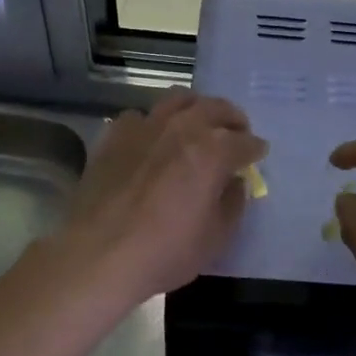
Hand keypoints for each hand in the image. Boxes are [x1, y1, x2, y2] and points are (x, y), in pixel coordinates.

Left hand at [57, 90, 266, 305]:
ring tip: (198, 124)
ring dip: (195, 109)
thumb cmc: (165, 252)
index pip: (245, 141)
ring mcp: (145, 127)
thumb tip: (233, 183)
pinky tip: (152, 140)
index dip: (255, 149)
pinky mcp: (114, 136)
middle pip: (215, 108)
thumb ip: (232, 204)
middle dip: (231, 118)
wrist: (98, 256)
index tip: (258, 155)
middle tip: (235, 132)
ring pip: (177, 100)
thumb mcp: (216, 238)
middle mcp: (181, 128)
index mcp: (213, 151)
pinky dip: (153, 123)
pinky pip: (140, 117)